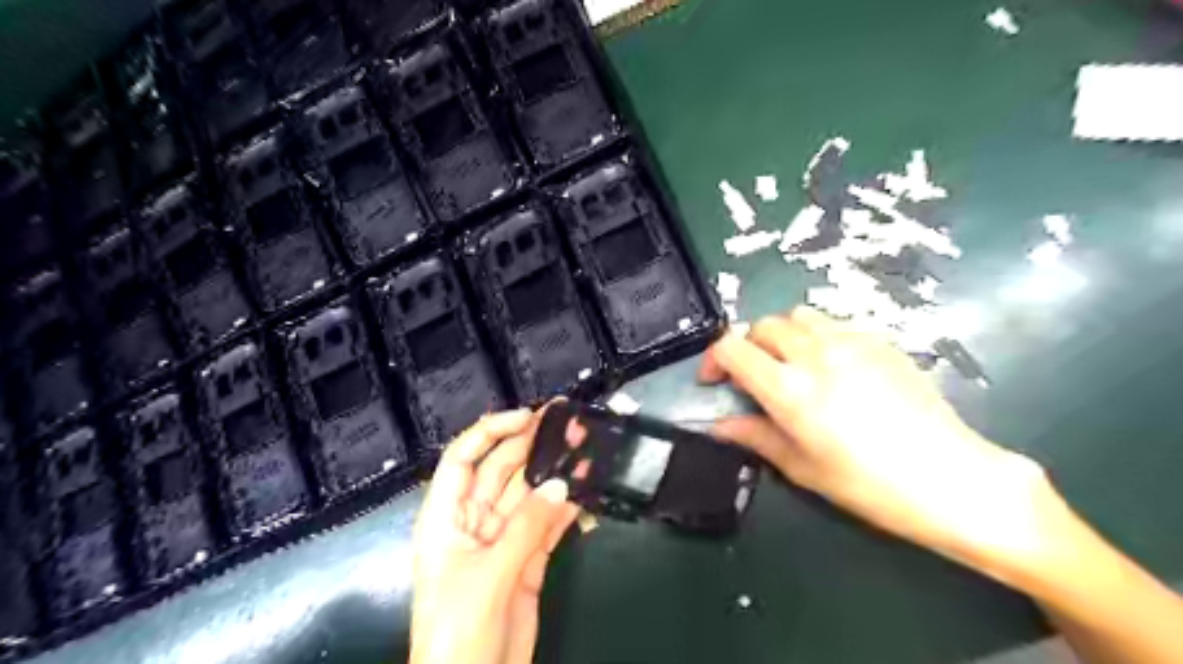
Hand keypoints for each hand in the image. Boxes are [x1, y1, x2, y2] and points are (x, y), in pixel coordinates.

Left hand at [412, 411, 580, 663]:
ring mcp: (504, 539)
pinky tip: (589, 492)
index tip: (528, 416)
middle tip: (569, 423)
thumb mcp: (487, 576)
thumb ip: (526, 528)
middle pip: (503, 470)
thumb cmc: (457, 631)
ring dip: (557, 473)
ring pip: (531, 495)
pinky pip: (549, 525)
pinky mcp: (528, 560)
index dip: (491, 431)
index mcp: (446, 517)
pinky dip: (569, 510)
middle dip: (533, 445)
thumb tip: (562, 485)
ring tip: (587, 449)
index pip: (463, 458)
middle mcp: (474, 520)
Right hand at [696, 305, 1046, 580]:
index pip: (732, 349)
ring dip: (783, 336)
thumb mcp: (802, 467)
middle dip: (748, 347)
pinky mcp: (880, 340)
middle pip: (762, 326)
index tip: (715, 381)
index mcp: (790, 390)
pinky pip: (834, 325)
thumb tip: (718, 425)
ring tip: (793, 365)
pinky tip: (833, 369)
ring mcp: (851, 341)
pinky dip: (818, 338)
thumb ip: (755, 436)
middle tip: (754, 377)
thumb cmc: (869, 485)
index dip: (713, 360)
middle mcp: (815, 354)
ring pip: (798, 316)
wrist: (951, 477)